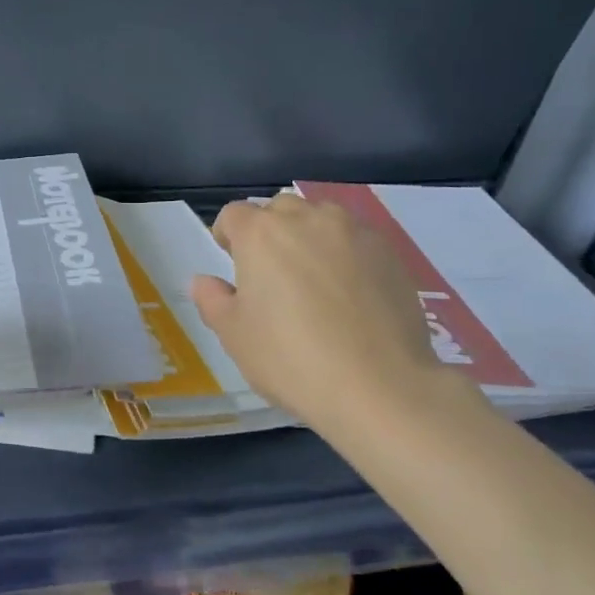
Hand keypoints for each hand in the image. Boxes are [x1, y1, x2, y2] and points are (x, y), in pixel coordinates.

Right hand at [189, 193, 472, 443]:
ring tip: (313, 277)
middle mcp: (307, 219)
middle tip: (271, 273)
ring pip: (322, 218)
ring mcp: (354, 232)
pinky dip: (346, 254)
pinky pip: (357, 240)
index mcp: (260, 234)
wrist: (378, 385)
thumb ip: (213, 300)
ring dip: (310, 236)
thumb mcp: (234, 336)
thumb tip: (204, 281)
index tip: (231, 262)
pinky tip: (350, 293)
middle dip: (270, 231)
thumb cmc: (290, 358)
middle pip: (279, 209)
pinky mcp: (390, 252)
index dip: (227, 235)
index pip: (234, 214)